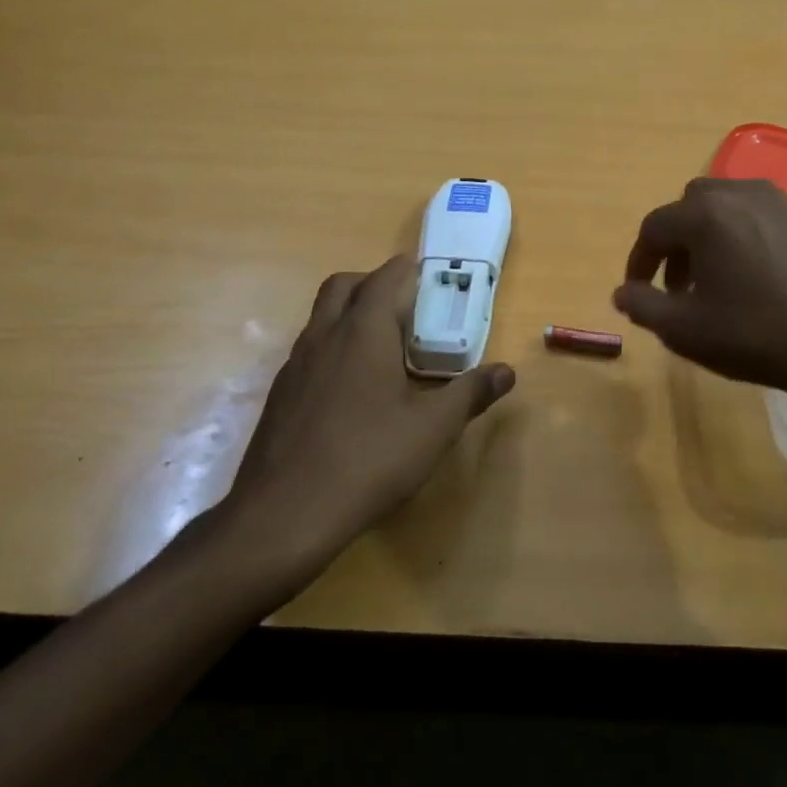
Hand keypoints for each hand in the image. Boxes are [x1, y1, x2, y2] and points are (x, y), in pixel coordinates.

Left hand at [197, 255, 514, 593]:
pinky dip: (333, 348)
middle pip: (343, 285)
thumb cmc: (369, 460)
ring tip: (384, 348)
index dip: (409, 271)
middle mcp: (324, 336)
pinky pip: (310, 350)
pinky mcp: (280, 394)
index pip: (385, 278)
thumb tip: (506, 372)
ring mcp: (295, 364)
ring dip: (350, 314)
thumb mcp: (433, 429)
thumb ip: (470, 394)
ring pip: (322, 317)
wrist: (284, 514)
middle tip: (406, 309)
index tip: (431, 278)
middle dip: (374, 284)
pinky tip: (352, 390)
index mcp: (363, 332)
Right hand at [614, 179, 786, 405]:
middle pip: (693, 206)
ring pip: (734, 206)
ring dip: (715, 235)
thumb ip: (643, 306)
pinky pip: (770, 217)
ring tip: (723, 278)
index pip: (654, 228)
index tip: (640, 291)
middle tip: (682, 283)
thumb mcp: (685, 331)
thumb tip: (621, 292)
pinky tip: (766, 276)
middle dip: (678, 242)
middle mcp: (744, 194)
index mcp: (707, 215)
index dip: (639, 260)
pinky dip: (753, 237)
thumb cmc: (758, 338)